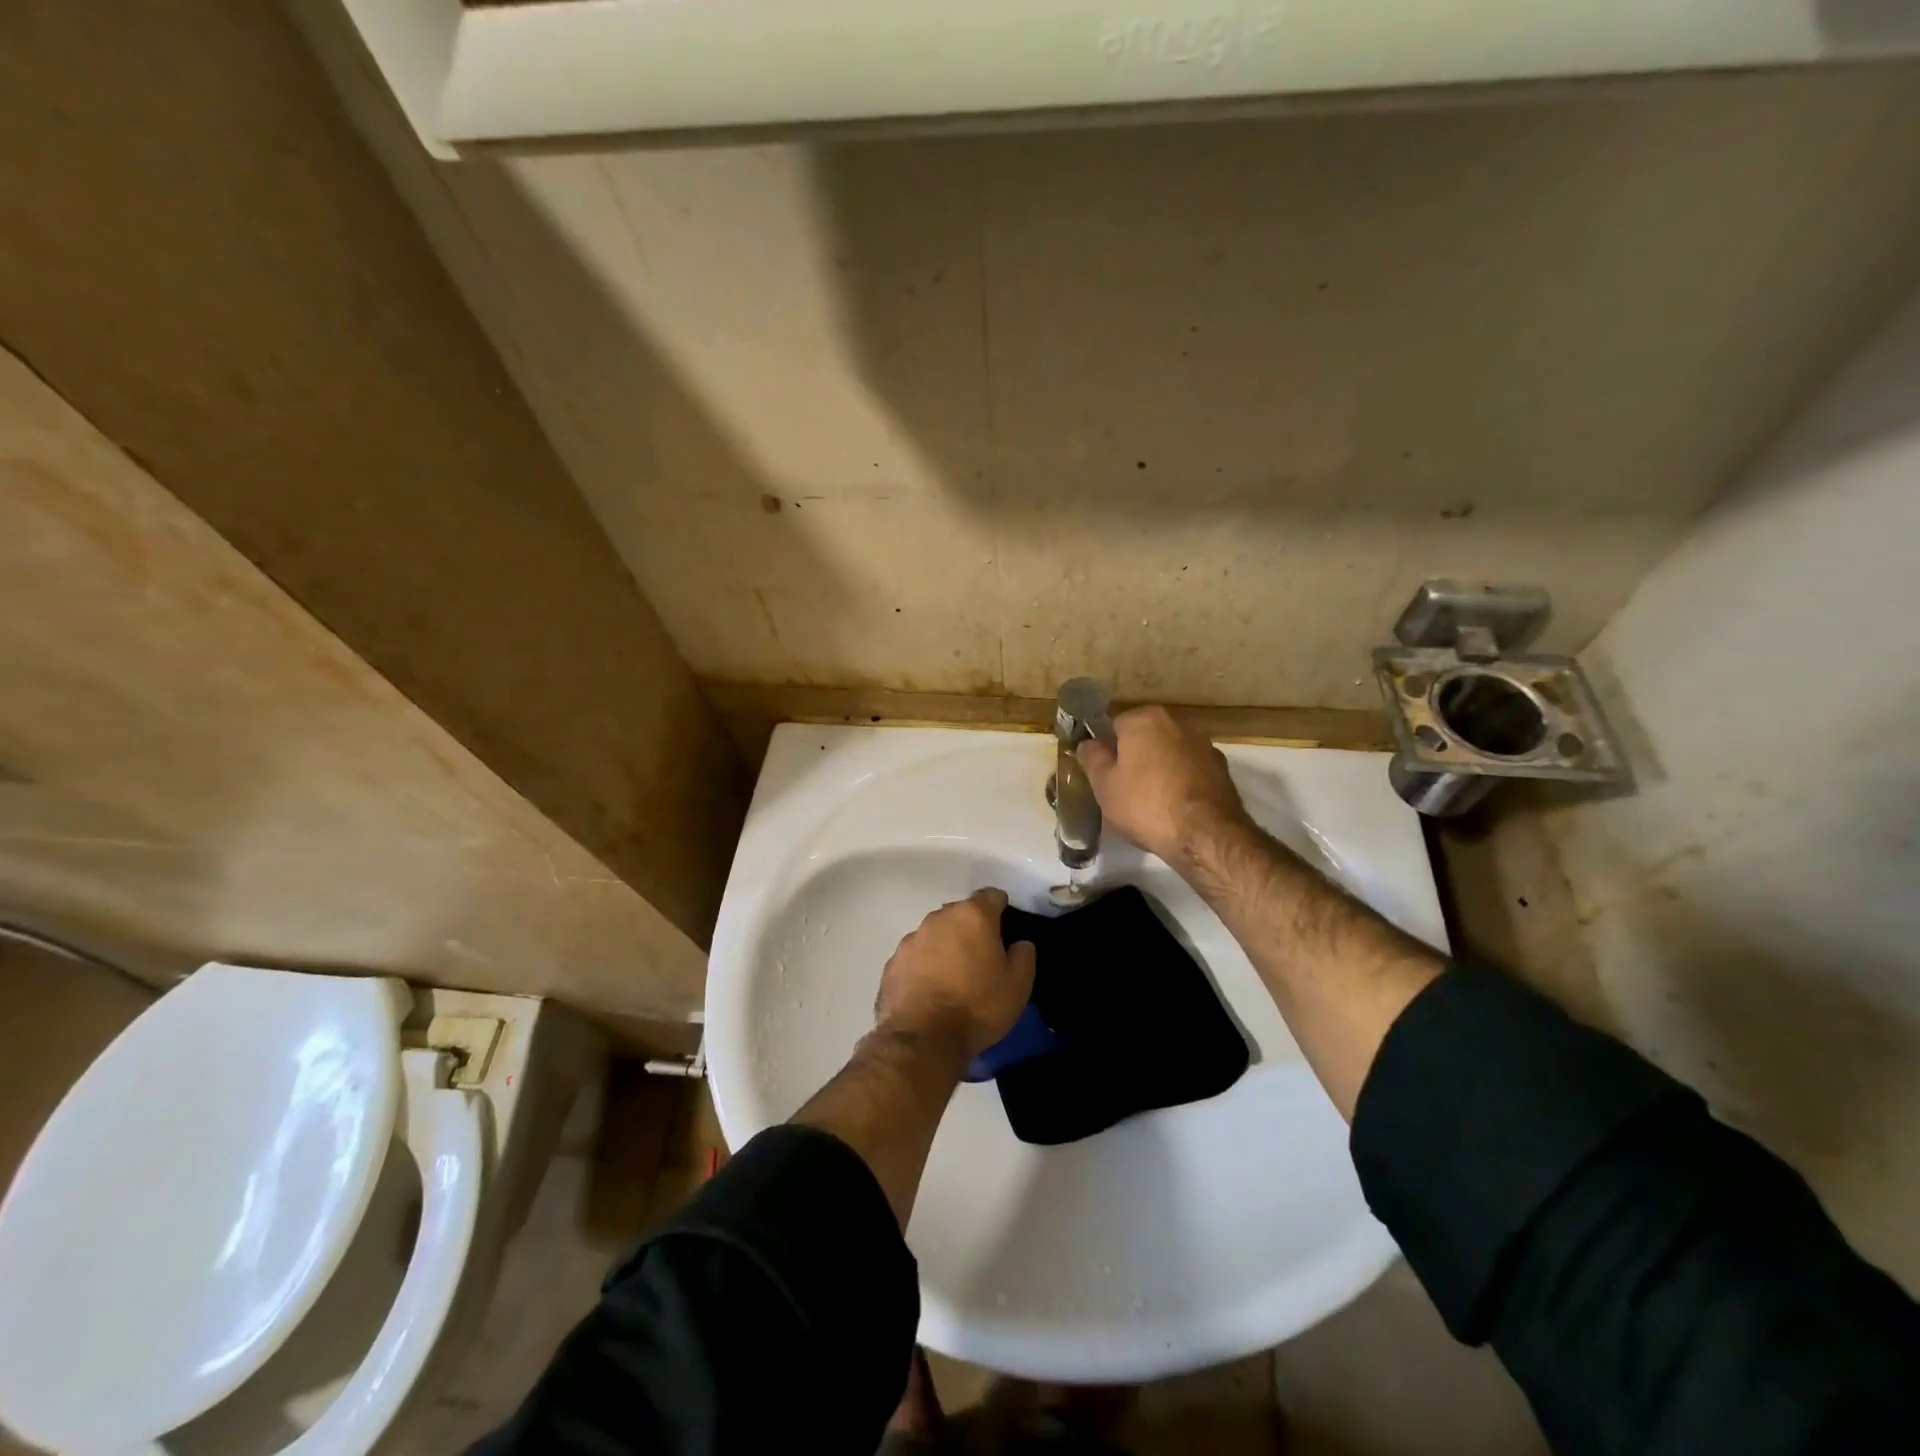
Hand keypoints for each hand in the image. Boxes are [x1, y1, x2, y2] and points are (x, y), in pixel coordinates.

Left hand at [876, 889, 1036, 1058]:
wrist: (923, 1039)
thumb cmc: (978, 1007)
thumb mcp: (1018, 986)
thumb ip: (1024, 956)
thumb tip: (1020, 943)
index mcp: (972, 916)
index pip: (991, 896)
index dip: (1000, 908)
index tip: (1005, 928)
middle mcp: (939, 918)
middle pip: (960, 913)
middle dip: (971, 928)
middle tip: (981, 956)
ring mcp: (912, 938)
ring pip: (935, 933)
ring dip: (945, 946)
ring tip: (953, 976)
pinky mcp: (893, 962)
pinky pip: (915, 956)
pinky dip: (924, 965)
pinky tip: (929, 989)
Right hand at [1077, 705, 1250, 862]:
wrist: (1205, 834)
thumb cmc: (1146, 805)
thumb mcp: (1104, 785)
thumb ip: (1092, 758)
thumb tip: (1088, 743)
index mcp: (1144, 718)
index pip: (1114, 725)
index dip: (1107, 751)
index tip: (1105, 775)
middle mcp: (1177, 720)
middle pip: (1145, 735)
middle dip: (1135, 755)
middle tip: (1125, 788)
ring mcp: (1203, 742)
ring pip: (1169, 750)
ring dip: (1160, 766)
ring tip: (1152, 799)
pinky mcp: (1221, 765)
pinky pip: (1190, 766)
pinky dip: (1181, 778)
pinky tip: (1175, 804)